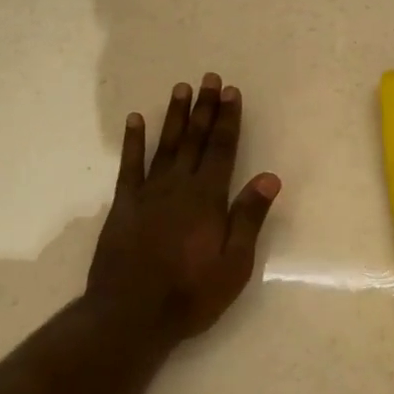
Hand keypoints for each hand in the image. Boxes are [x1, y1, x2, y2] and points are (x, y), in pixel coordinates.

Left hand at [87, 73, 281, 342]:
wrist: (130, 315)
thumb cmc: (190, 294)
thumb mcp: (233, 264)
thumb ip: (248, 218)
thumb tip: (269, 177)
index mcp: (208, 199)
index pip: (222, 150)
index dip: (228, 120)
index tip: (231, 92)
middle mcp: (178, 187)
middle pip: (195, 140)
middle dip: (204, 109)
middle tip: (209, 79)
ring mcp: (148, 194)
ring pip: (165, 146)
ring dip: (175, 116)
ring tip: (181, 88)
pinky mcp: (124, 205)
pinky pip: (130, 166)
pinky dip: (134, 141)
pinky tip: (136, 120)